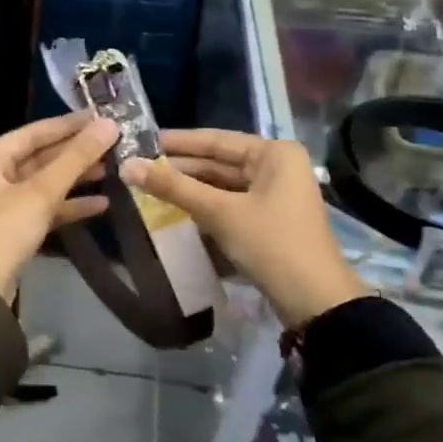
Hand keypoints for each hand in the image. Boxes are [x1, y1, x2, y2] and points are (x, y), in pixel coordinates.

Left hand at [0, 114, 118, 301]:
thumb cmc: (4, 230)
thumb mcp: (41, 191)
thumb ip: (76, 158)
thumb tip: (109, 125)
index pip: (33, 132)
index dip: (68, 125)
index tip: (101, 116)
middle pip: (40, 157)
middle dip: (76, 153)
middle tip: (114, 143)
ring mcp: (2, 204)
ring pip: (45, 183)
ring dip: (76, 178)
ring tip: (113, 169)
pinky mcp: (14, 229)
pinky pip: (45, 208)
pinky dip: (70, 205)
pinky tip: (102, 203)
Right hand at [119, 129, 368, 330]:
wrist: (315, 302)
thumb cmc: (271, 244)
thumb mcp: (220, 212)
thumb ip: (174, 188)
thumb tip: (127, 166)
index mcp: (274, 154)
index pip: (216, 140)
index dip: (177, 142)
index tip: (142, 140)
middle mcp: (278, 167)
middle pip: (219, 162)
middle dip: (181, 167)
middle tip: (139, 166)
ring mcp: (275, 194)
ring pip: (223, 184)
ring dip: (190, 188)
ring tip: (149, 186)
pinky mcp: (270, 220)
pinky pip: (230, 203)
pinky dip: (205, 205)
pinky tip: (176, 208)